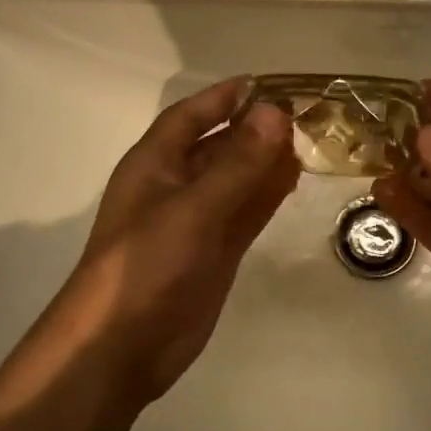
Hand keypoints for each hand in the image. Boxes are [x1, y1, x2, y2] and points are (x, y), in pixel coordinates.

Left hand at [45, 77, 297, 401]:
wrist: (121, 347)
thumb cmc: (145, 266)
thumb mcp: (192, 209)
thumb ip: (237, 163)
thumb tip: (275, 112)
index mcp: (154, 164)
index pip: (190, 116)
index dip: (224, 97)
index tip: (266, 83)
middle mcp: (174, 186)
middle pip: (218, 145)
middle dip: (255, 129)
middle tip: (305, 113)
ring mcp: (196, 222)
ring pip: (236, 180)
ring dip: (266, 161)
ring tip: (310, 141)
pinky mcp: (213, 253)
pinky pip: (244, 213)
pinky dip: (266, 196)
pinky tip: (293, 180)